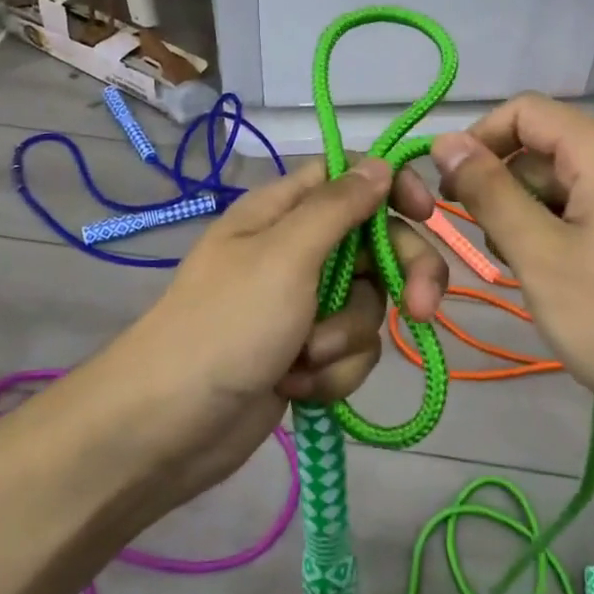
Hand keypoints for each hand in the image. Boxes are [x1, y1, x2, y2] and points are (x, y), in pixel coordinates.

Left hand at [92, 159, 446, 511]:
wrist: (168, 429)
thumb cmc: (227, 325)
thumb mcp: (286, 255)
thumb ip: (339, 207)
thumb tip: (381, 164)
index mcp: (283, 211)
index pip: (350, 175)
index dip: (391, 186)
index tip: (425, 213)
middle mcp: (297, 250)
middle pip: (375, 243)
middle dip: (400, 276)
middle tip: (420, 307)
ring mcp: (302, 304)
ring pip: (367, 304)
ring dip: (345, 337)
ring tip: (306, 358)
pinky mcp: (306, 353)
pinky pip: (350, 349)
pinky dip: (333, 371)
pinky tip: (297, 387)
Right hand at [417, 94, 593, 426]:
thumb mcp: (539, 254)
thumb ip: (489, 192)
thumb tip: (444, 141)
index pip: (524, 110)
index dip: (478, 139)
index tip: (448, 188)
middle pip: (541, 145)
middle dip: (501, 182)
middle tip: (483, 240)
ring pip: (558, 181)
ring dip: (524, 212)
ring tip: (519, 265)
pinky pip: (581, 207)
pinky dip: (552, 230)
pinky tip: (549, 275)